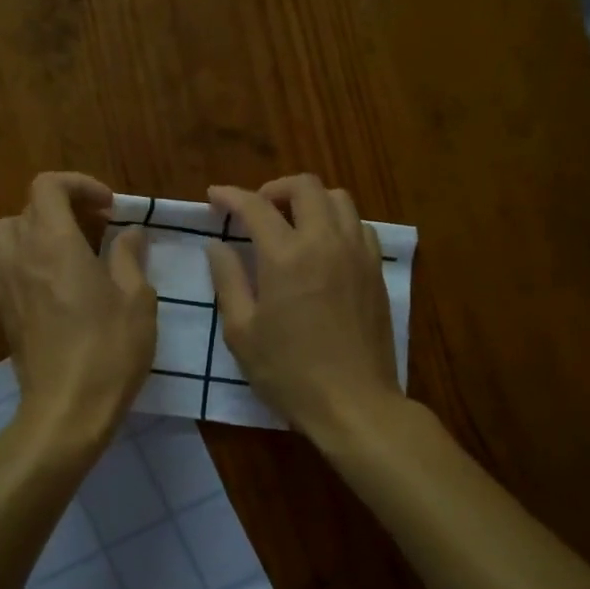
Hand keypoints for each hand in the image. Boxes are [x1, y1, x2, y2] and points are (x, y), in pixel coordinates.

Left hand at [0, 172, 156, 446]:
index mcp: (56, 243)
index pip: (48, 186)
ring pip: (6, 235)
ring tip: (65, 250)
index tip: (109, 208)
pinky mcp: (0, 312)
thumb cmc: (110, 350)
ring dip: (34, 230)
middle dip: (61, 206)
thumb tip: (130, 232)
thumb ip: (129, 257)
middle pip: (26, 207)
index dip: (79, 185)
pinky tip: (43, 282)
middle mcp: (22, 255)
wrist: (67, 408)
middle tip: (95, 226)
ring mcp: (4, 285)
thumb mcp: (137, 299)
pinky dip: (18, 262)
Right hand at [207, 175, 402, 440]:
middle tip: (256, 211)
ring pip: (338, 199)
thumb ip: (227, 280)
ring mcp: (357, 254)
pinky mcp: (376, 271)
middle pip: (305, 186)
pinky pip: (359, 226)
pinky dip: (337, 222)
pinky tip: (323, 248)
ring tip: (291, 224)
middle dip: (275, 188)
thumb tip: (217, 245)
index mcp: (286, 256)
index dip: (230, 196)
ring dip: (309, 201)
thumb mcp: (242, 332)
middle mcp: (326, 242)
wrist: (353, 402)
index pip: (255, 206)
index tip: (214, 197)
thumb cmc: (289, 372)